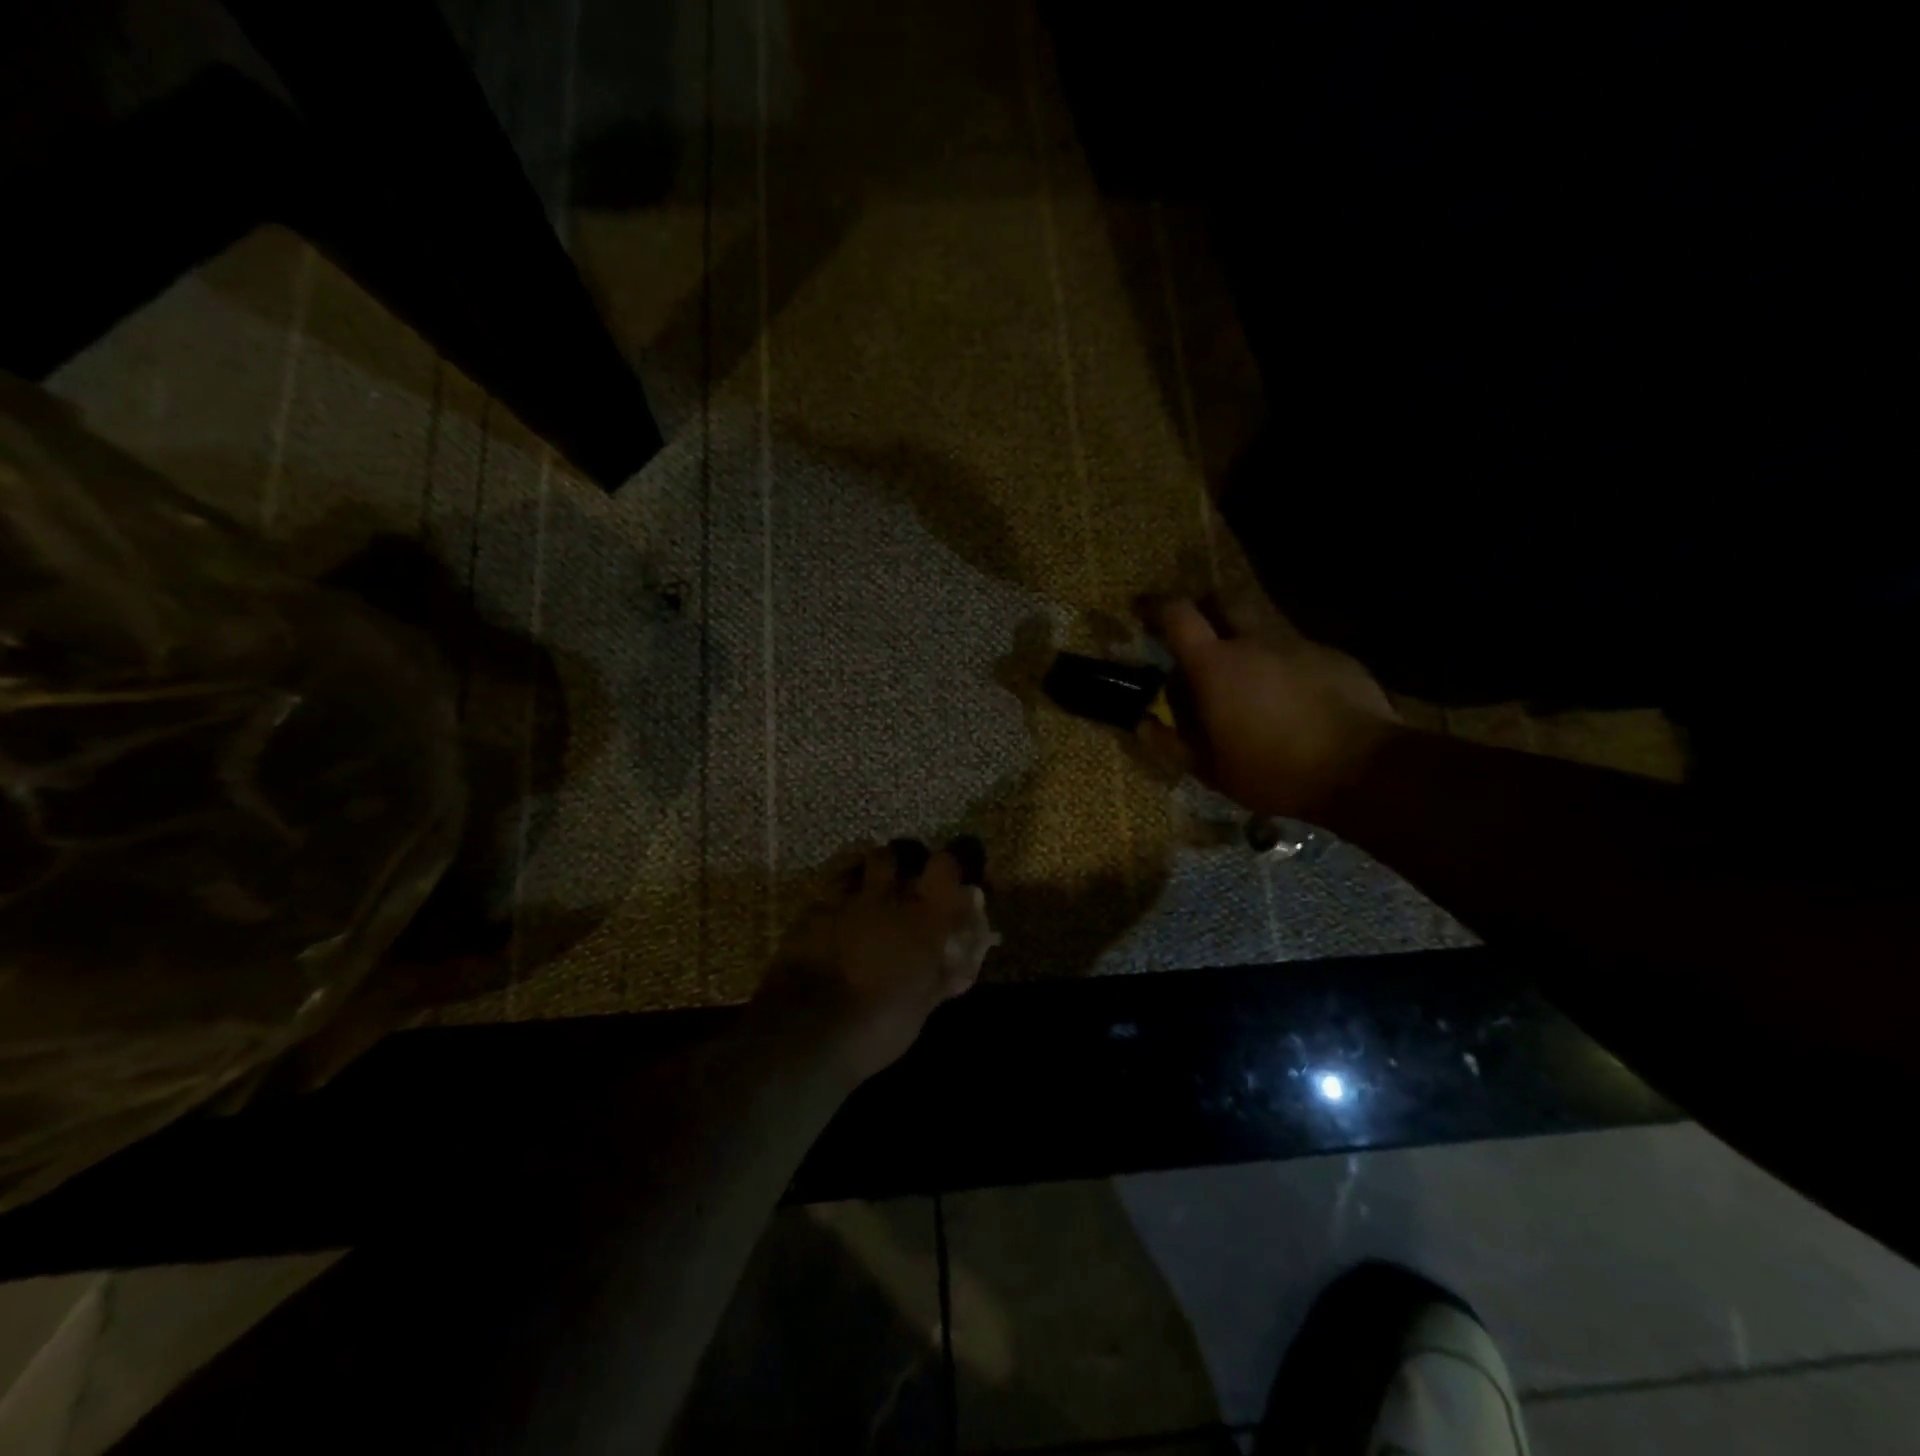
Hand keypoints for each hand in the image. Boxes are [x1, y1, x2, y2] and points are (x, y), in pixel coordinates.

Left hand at [754, 840, 996, 1085]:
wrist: (806, 1031)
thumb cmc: (880, 1023)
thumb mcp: (923, 1007)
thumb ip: (942, 976)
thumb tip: (959, 965)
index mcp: (922, 916)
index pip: (945, 864)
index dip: (949, 867)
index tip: (950, 881)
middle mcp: (883, 897)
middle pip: (892, 854)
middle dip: (897, 865)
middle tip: (901, 887)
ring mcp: (841, 902)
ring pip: (852, 869)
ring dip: (860, 878)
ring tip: (863, 899)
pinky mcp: (807, 916)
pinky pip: (824, 900)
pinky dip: (831, 909)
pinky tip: (830, 928)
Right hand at [1145, 594, 1400, 821]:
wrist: (1363, 770)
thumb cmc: (1273, 772)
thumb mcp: (1211, 770)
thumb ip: (1170, 743)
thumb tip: (1142, 724)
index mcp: (1215, 665)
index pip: (1177, 615)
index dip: (1155, 608)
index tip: (1142, 612)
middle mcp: (1254, 640)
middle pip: (1223, 599)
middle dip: (1205, 607)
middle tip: (1198, 633)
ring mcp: (1298, 643)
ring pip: (1263, 624)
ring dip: (1246, 638)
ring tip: (1248, 674)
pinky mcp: (1333, 655)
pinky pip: (1296, 648)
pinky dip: (1283, 662)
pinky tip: (1292, 695)